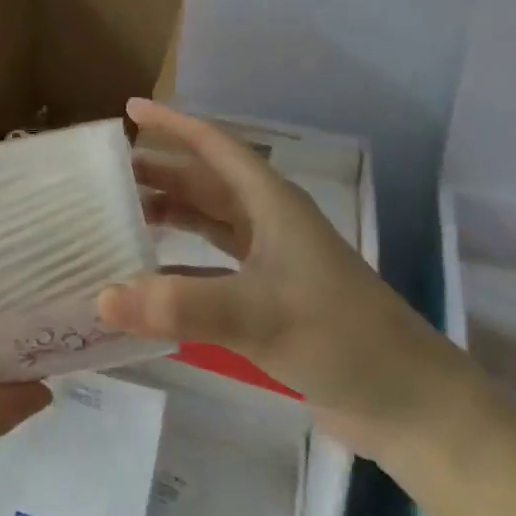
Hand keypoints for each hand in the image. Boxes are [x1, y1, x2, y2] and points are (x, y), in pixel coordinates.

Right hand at [97, 100, 469, 464]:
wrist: (411, 405)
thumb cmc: (341, 338)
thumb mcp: (258, 316)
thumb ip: (180, 306)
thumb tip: (103, 297)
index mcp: (271, 204)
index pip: (214, 146)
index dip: (173, 124)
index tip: (131, 110)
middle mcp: (269, 223)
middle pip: (205, 183)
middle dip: (160, 173)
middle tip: (108, 175)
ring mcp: (271, 262)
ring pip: (209, 222)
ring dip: (170, 215)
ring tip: (120, 216)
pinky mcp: (270, 299)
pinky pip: (212, 267)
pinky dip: (179, 266)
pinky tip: (150, 279)